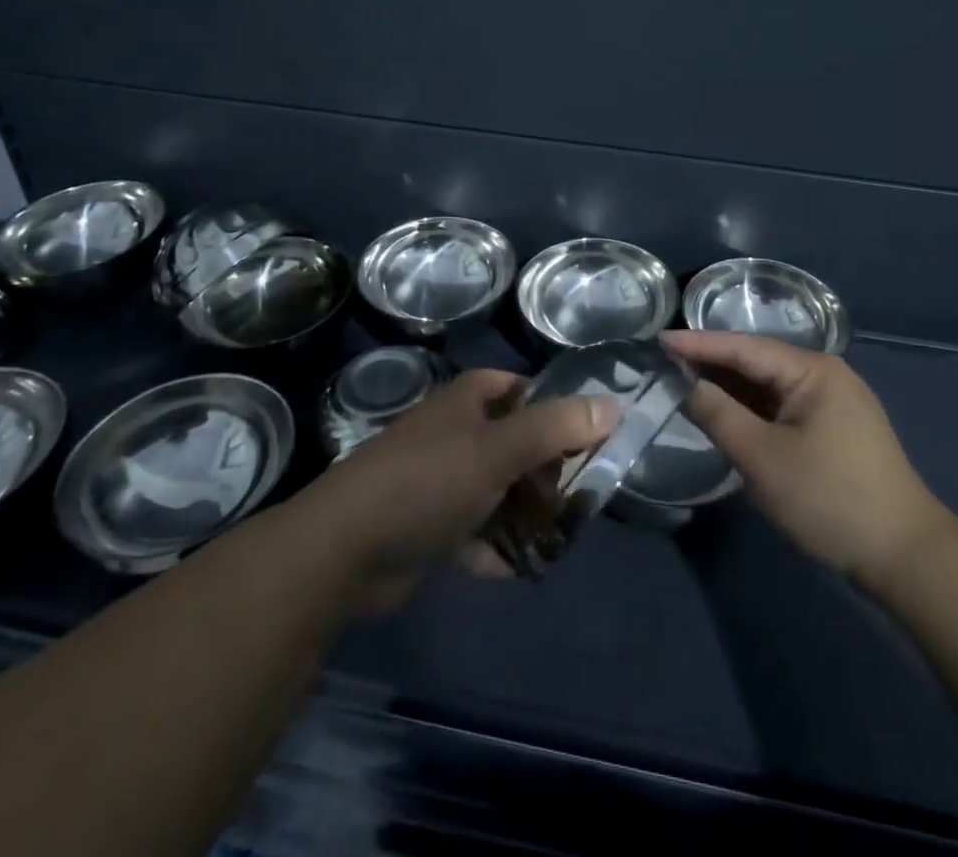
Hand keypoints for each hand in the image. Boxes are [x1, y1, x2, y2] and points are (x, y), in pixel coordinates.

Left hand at [295, 368, 618, 612]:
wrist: (342, 552)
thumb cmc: (425, 483)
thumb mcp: (497, 450)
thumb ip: (555, 428)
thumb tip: (614, 405)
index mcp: (468, 401)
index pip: (524, 389)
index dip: (557, 407)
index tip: (592, 436)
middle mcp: (456, 433)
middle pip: (517, 442)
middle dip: (547, 470)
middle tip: (582, 498)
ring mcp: (441, 480)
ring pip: (499, 489)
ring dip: (526, 513)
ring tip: (560, 537)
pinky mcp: (429, 525)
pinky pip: (476, 529)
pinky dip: (495, 546)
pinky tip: (514, 568)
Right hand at [663, 330, 955, 589]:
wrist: (904, 555)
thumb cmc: (829, 498)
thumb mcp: (763, 458)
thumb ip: (718, 415)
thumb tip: (685, 385)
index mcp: (812, 370)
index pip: (743, 348)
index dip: (698, 344)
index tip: (658, 339)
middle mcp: (824, 375)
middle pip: (756, 362)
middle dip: (711, 363)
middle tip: (663, 361)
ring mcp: (832, 402)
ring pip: (768, 386)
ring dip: (729, 387)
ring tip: (683, 382)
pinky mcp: (833, 429)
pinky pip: (781, 407)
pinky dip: (750, 409)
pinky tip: (724, 412)